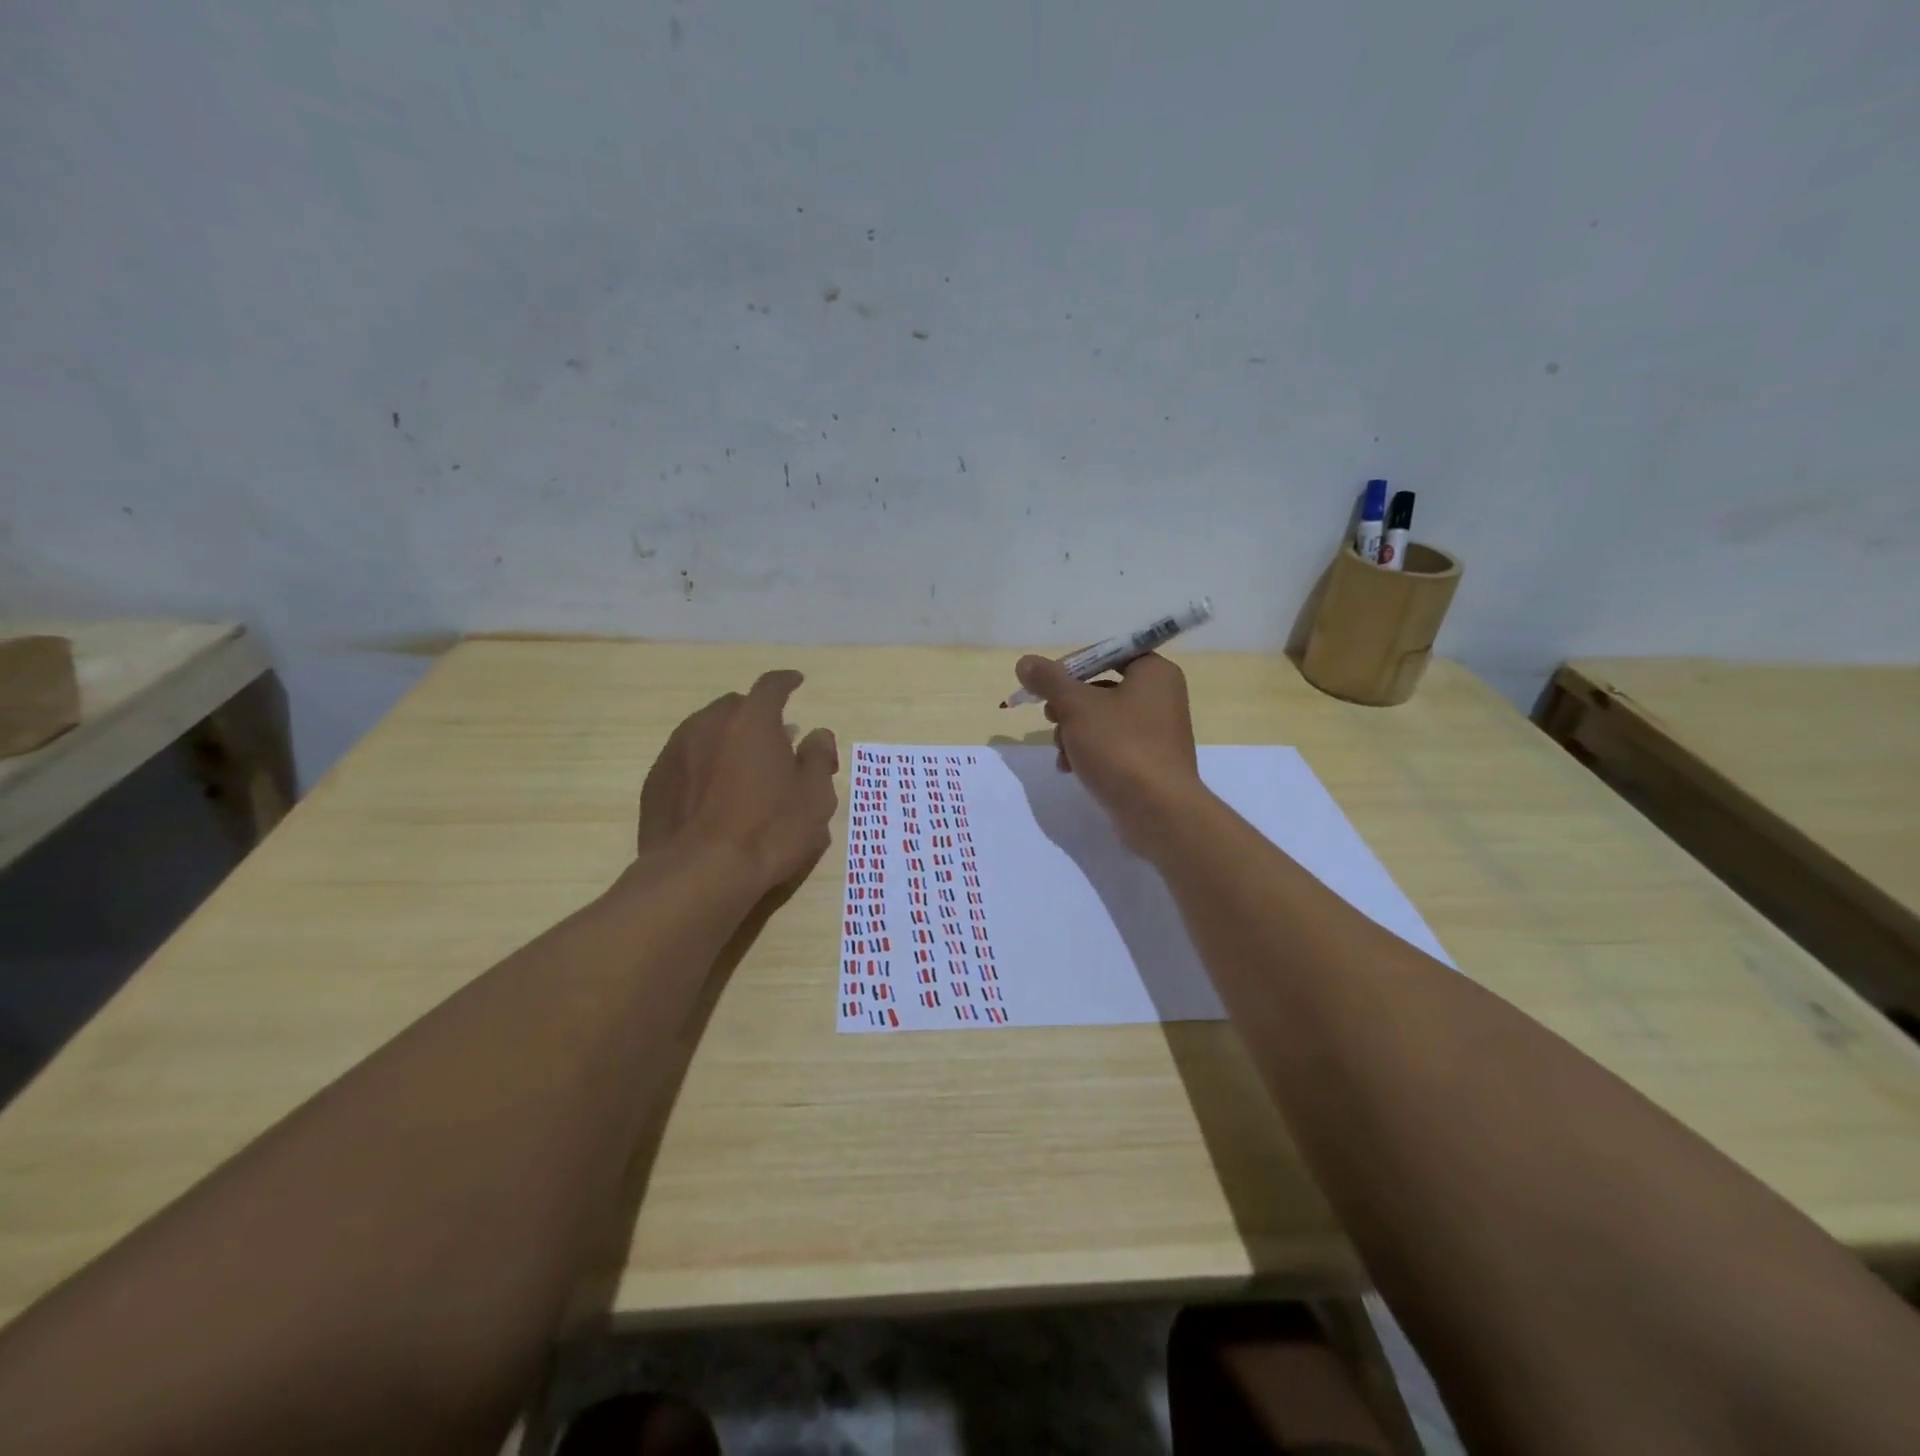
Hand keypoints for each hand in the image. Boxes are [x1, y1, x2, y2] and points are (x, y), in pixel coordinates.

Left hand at [635, 670, 839, 893]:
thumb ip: (817, 757)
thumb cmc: (769, 831)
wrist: (699, 874)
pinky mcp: (656, 782)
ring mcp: (676, 752)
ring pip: (705, 730)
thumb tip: (817, 734)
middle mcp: (709, 724)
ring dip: (726, 738)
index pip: (771, 686)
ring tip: (741, 766)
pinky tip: (712, 792)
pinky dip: (703, 764)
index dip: (786, 682)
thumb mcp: (814, 796)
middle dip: (755, 715)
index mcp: (752, 721)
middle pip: (735, 706)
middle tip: (773, 739)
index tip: (796, 682)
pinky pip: (685, 759)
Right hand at [1013, 652, 1207, 855]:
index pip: (1106, 653)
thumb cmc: (1120, 746)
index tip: (1045, 685)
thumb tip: (1025, 662)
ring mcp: (1156, 732)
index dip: (1071, 666)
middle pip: (1100, 687)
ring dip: (1073, 733)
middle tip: (1051, 718)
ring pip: (1101, 720)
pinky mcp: (1149, 762)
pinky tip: (1070, 769)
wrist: (1158, 812)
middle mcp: (1161, 696)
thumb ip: (1049, 681)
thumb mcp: (1077, 707)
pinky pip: (1111, 746)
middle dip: (1068, 706)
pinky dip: (1088, 753)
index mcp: (1154, 672)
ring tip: (1061, 752)